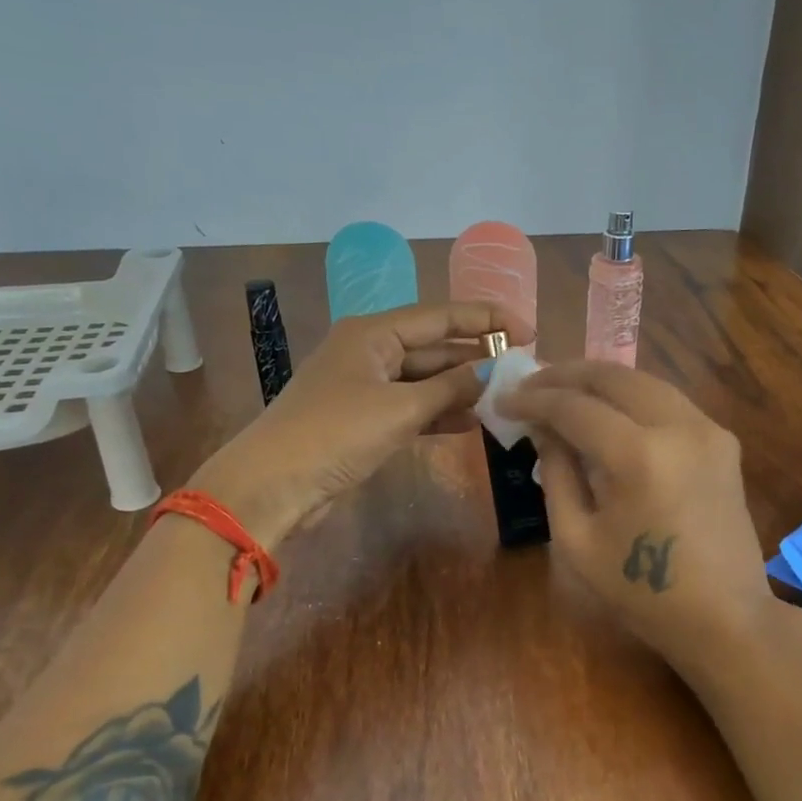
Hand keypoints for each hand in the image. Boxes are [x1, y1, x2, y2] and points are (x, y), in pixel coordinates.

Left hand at [191, 300, 531, 545]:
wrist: (273, 485)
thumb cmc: (335, 434)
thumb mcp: (400, 408)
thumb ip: (451, 387)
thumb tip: (495, 369)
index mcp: (373, 332)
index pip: (441, 316)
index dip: (487, 321)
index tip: (528, 332)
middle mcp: (371, 351)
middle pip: (434, 346)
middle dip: (477, 356)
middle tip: (523, 368)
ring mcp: (367, 386)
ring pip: (426, 379)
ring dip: (462, 387)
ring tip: (507, 395)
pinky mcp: (365, 419)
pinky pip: (413, 406)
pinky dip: (440, 412)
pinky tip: (473, 421)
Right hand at [500, 361, 773, 671]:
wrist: (725, 618)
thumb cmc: (642, 592)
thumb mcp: (577, 542)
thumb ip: (557, 475)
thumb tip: (544, 430)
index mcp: (639, 456)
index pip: (575, 407)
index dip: (534, 399)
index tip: (504, 400)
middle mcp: (678, 426)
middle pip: (613, 377)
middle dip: (566, 374)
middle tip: (531, 383)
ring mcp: (708, 429)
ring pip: (644, 381)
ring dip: (600, 380)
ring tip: (564, 390)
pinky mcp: (723, 440)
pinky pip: (668, 401)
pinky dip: (632, 398)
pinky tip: (609, 411)